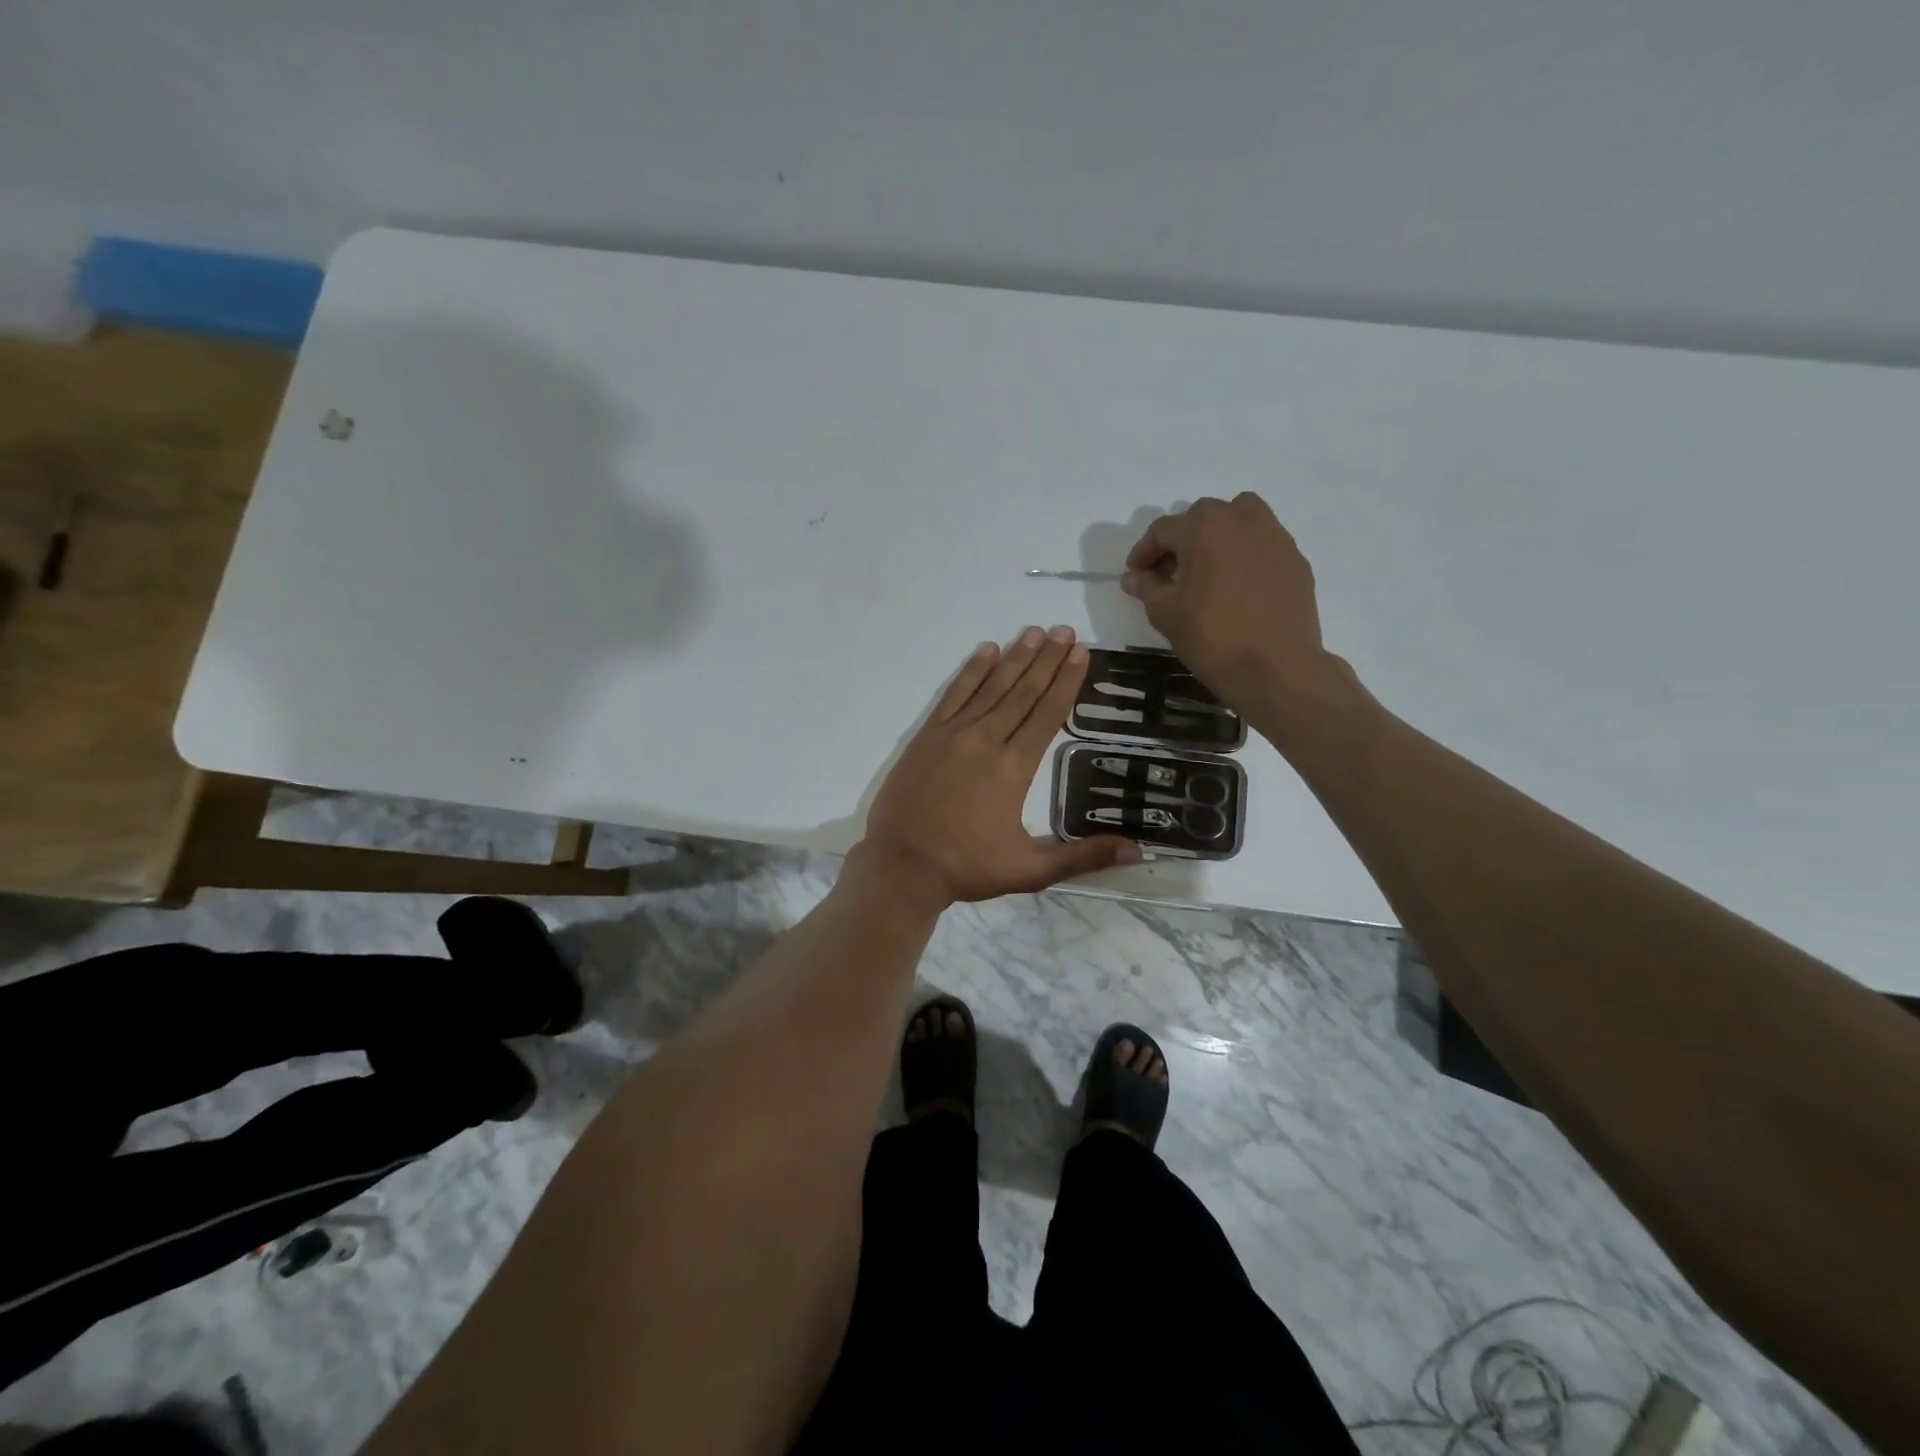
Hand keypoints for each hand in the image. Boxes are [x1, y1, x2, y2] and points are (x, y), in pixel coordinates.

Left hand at [858, 626, 1141, 906]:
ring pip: (991, 687)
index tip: (1081, 653)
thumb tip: (1136, 851)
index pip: (1048, 713)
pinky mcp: (927, 736)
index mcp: (1014, 767)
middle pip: (1023, 691)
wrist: (902, 865)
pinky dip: (971, 671)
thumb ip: (1082, 857)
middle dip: (1047, 659)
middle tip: (1065, 631)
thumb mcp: (1030, 870)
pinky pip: (954, 694)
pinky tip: (986, 651)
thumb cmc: (967, 867)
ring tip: (1035, 632)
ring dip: (1015, 657)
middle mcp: (987, 740)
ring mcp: (953, 734)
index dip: (1066, 681)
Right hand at [1121, 492, 1340, 715]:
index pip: (1163, 530)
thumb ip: (1147, 588)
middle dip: (1181, 541)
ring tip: (1207, 571)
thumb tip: (1133, 577)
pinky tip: (1237, 587)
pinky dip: (1244, 555)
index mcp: (1205, 527)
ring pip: (1239, 520)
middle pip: (1202, 518)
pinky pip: (1262, 544)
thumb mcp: (1166, 614)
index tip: (1135, 575)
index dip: (1143, 552)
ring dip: (1217, 537)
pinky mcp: (1295, 559)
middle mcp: (1242, 519)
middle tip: (1169, 574)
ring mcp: (1275, 537)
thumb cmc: (1212, 637)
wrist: (1276, 667)